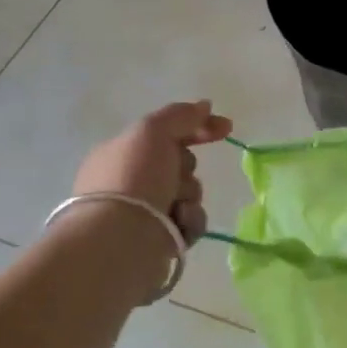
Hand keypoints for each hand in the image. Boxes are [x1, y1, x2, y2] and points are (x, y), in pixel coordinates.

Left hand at [73, 101, 233, 242]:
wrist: (120, 241)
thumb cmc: (132, 179)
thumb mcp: (152, 132)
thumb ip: (180, 115)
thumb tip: (204, 106)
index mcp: (121, 152)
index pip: (165, 132)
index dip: (197, 127)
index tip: (226, 127)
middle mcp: (130, 181)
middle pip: (181, 164)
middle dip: (187, 169)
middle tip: (176, 176)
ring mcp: (144, 211)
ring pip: (189, 193)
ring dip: (189, 197)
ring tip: (176, 206)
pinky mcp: (159, 239)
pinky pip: (191, 221)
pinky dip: (189, 221)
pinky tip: (178, 223)